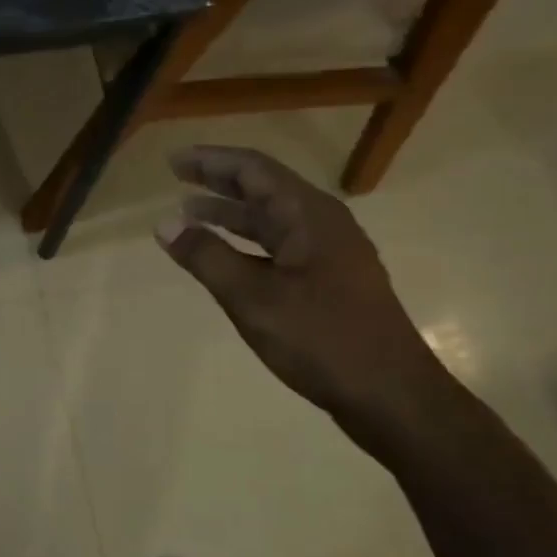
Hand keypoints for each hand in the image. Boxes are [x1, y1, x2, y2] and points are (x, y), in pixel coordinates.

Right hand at [155, 146, 447, 422]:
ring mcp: (328, 254)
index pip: (253, 169)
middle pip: (264, 188)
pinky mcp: (328, 282)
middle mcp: (322, 225)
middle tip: (176, 176)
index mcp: (309, 216)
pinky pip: (278, 247)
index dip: (211, 160)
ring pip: (271, 220)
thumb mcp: (253, 298)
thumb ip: (206, 256)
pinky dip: (245, 243)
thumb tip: (164, 223)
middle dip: (219, 181)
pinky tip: (225, 256)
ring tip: (189, 212)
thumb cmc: (322, 339)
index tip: (173, 160)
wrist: (392, 396)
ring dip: (230, 213)